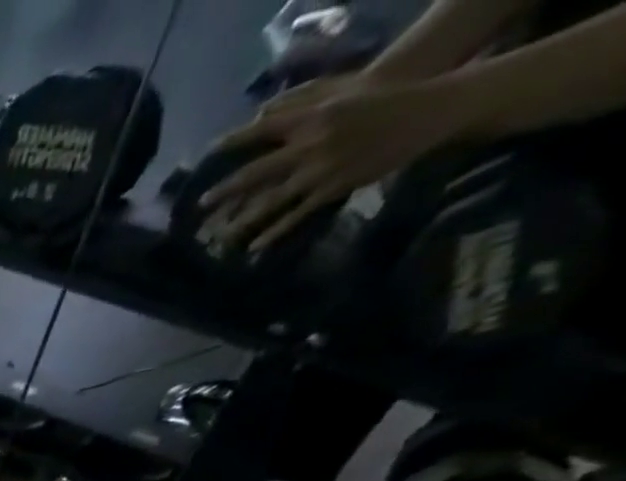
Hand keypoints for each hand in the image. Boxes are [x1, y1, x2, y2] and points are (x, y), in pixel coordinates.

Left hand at [201, 79, 455, 251]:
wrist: (424, 108)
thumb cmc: (377, 97)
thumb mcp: (339, 89)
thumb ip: (298, 100)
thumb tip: (260, 114)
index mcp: (312, 117)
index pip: (263, 131)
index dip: (234, 142)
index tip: (208, 153)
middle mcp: (311, 144)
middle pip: (258, 172)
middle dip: (226, 190)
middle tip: (201, 205)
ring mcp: (322, 168)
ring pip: (272, 200)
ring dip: (244, 221)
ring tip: (220, 237)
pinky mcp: (334, 186)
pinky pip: (297, 214)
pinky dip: (275, 232)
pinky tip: (255, 246)